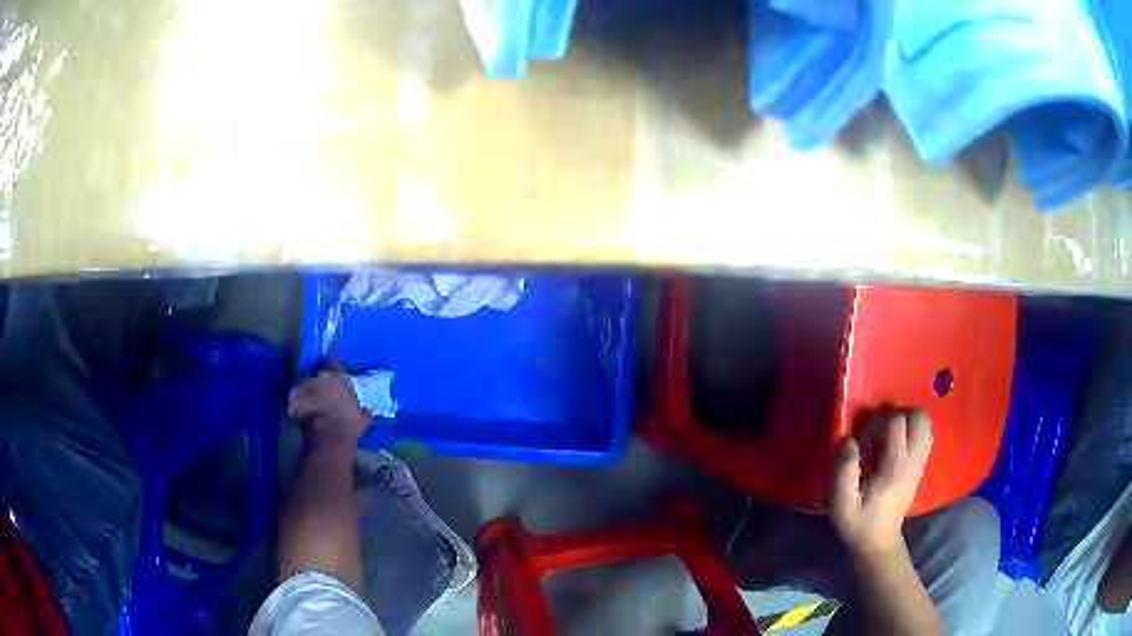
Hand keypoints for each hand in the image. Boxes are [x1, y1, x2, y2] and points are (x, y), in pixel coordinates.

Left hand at [288, 360, 370, 452]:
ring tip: (310, 406)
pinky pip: (294, 398)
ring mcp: (304, 385)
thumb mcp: (362, 419)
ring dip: (307, 393)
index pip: (334, 361)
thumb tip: (366, 411)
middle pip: (317, 373)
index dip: (331, 363)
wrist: (328, 436)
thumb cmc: (349, 425)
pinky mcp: (292, 397)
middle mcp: (320, 376)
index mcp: (339, 378)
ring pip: (304, 385)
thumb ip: (362, 411)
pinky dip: (297, 404)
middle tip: (321, 393)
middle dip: (318, 381)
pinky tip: (300, 414)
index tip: (331, 368)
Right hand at [830, 411, 932, 557]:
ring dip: (908, 421)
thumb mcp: (841, 503)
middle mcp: (913, 460)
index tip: (863, 437)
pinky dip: (913, 431)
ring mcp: (920, 463)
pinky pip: (925, 436)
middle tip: (879, 428)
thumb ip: (844, 470)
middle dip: (899, 414)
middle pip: (919, 417)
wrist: (879, 542)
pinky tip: (896, 444)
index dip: (878, 420)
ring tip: (888, 434)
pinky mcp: (920, 466)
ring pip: (925, 424)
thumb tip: (848, 440)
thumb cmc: (858, 523)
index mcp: (895, 466)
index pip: (897, 423)